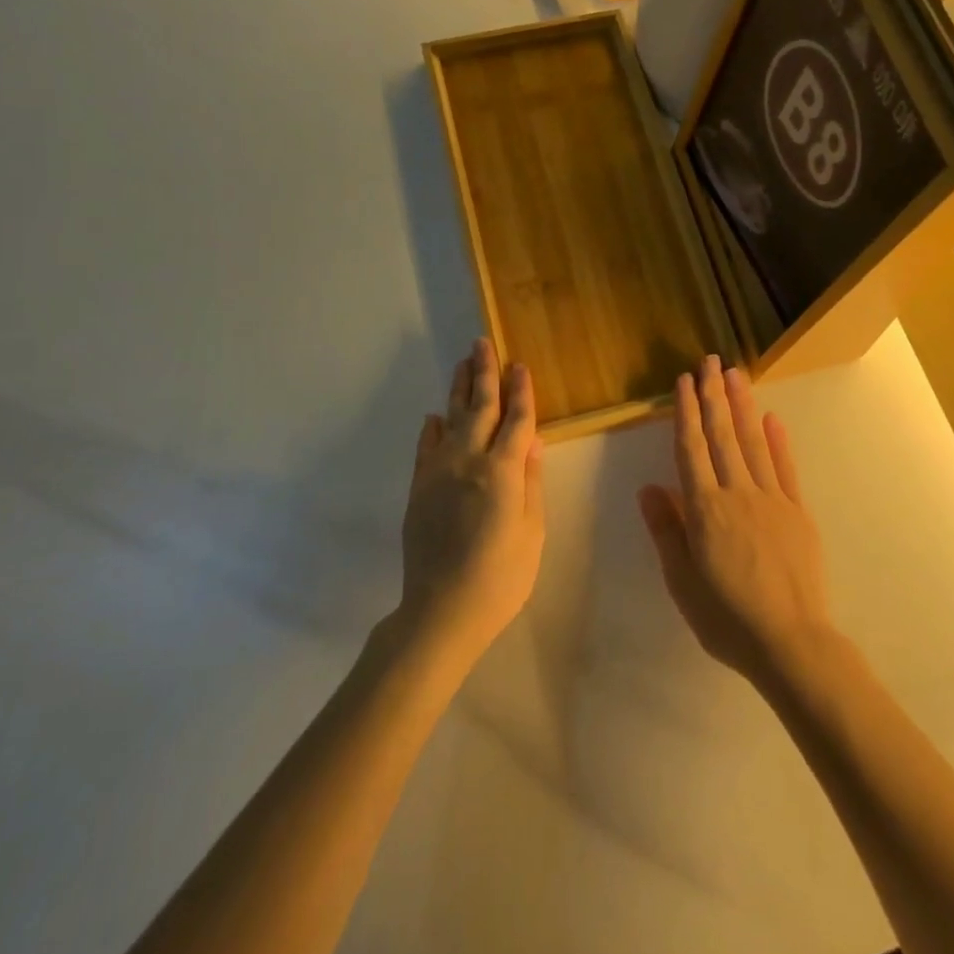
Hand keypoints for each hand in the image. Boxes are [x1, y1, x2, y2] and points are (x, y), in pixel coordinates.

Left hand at [397, 338, 545, 666]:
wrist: (441, 610)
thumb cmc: (500, 577)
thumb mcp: (532, 532)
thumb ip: (531, 482)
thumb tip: (533, 441)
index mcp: (503, 471)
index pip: (517, 420)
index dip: (521, 391)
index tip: (521, 365)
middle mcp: (469, 461)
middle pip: (480, 408)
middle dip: (485, 373)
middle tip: (483, 343)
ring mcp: (439, 472)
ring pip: (451, 419)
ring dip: (459, 389)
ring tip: (463, 363)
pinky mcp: (419, 488)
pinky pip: (426, 447)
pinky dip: (432, 428)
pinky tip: (435, 417)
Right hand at [638, 355, 836, 692]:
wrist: (790, 642)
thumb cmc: (726, 617)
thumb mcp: (682, 580)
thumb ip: (667, 530)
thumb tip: (649, 487)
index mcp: (705, 509)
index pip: (692, 449)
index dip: (686, 412)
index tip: (684, 381)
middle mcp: (737, 493)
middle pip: (722, 435)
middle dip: (714, 395)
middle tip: (710, 361)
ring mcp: (771, 499)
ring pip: (753, 442)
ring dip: (743, 406)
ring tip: (735, 374)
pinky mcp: (797, 512)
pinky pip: (785, 468)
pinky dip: (779, 441)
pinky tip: (772, 418)